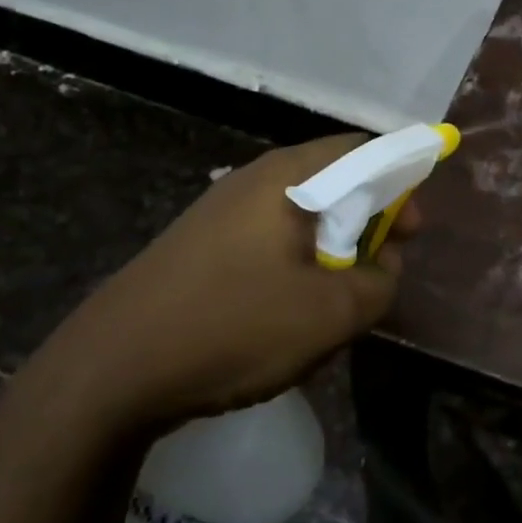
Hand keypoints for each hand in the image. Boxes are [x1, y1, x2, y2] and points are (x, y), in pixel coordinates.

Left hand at [23, 135, 415, 439]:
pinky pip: (268, 239)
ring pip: (300, 215)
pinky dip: (296, 264)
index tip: (413, 232)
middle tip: (379, 269)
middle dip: (368, 222)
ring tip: (336, 299)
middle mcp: (254, 179)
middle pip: (333, 180)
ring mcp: (221, 211)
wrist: (108, 371)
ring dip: (332, 248)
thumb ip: (378, 283)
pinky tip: (287, 311)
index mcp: (288, 176)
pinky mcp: (199, 245)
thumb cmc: (232, 327)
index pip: (364, 151)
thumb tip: (385, 264)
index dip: (401, 183)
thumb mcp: (329, 314)